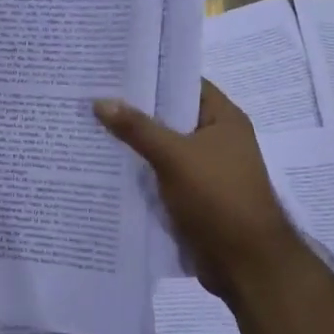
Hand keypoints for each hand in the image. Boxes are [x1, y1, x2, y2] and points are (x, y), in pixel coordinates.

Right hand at [95, 81, 300, 297]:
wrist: (245, 263)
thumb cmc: (218, 198)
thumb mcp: (174, 156)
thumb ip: (137, 128)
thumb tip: (101, 101)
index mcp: (223, 119)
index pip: (185, 84)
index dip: (153, 75)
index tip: (115, 70)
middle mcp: (216, 140)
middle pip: (170, 117)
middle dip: (135, 112)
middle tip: (91, 98)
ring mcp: (205, 171)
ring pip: (163, 150)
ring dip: (134, 146)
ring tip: (88, 129)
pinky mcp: (193, 198)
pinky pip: (161, 178)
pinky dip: (140, 175)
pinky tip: (105, 170)